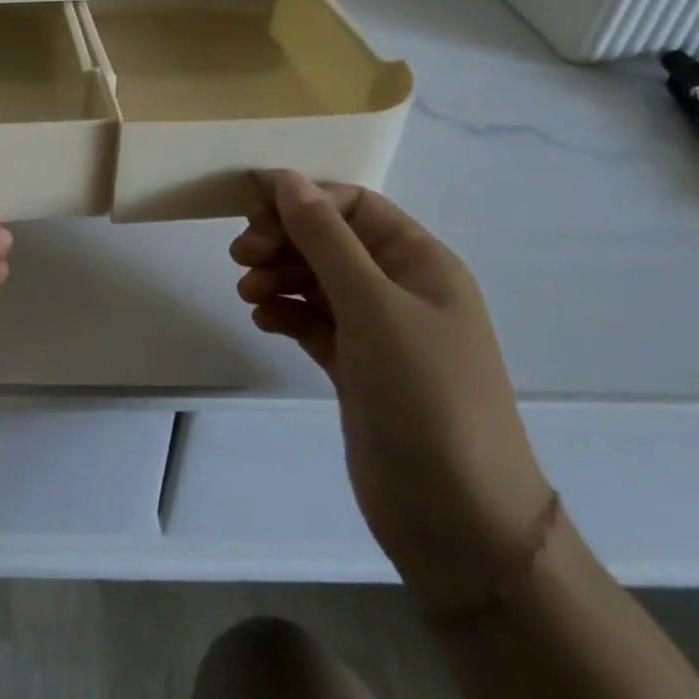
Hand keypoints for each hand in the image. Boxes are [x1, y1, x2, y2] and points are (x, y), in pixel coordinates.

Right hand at [233, 172, 552, 611]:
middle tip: (241, 255)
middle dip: (283, 239)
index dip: (302, 198)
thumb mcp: (372, 305)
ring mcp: (379, 331)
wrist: (457, 520)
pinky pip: (312, 320)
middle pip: (330, 240)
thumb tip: (286, 178)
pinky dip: (284, 312)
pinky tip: (262, 320)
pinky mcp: (356, 367)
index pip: (354, 206)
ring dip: (278, 275)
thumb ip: (325, 238)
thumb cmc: (424, 394)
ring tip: (247, 292)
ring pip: (316, 279)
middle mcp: (401, 289)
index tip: (248, 206)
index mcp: (421, 263)